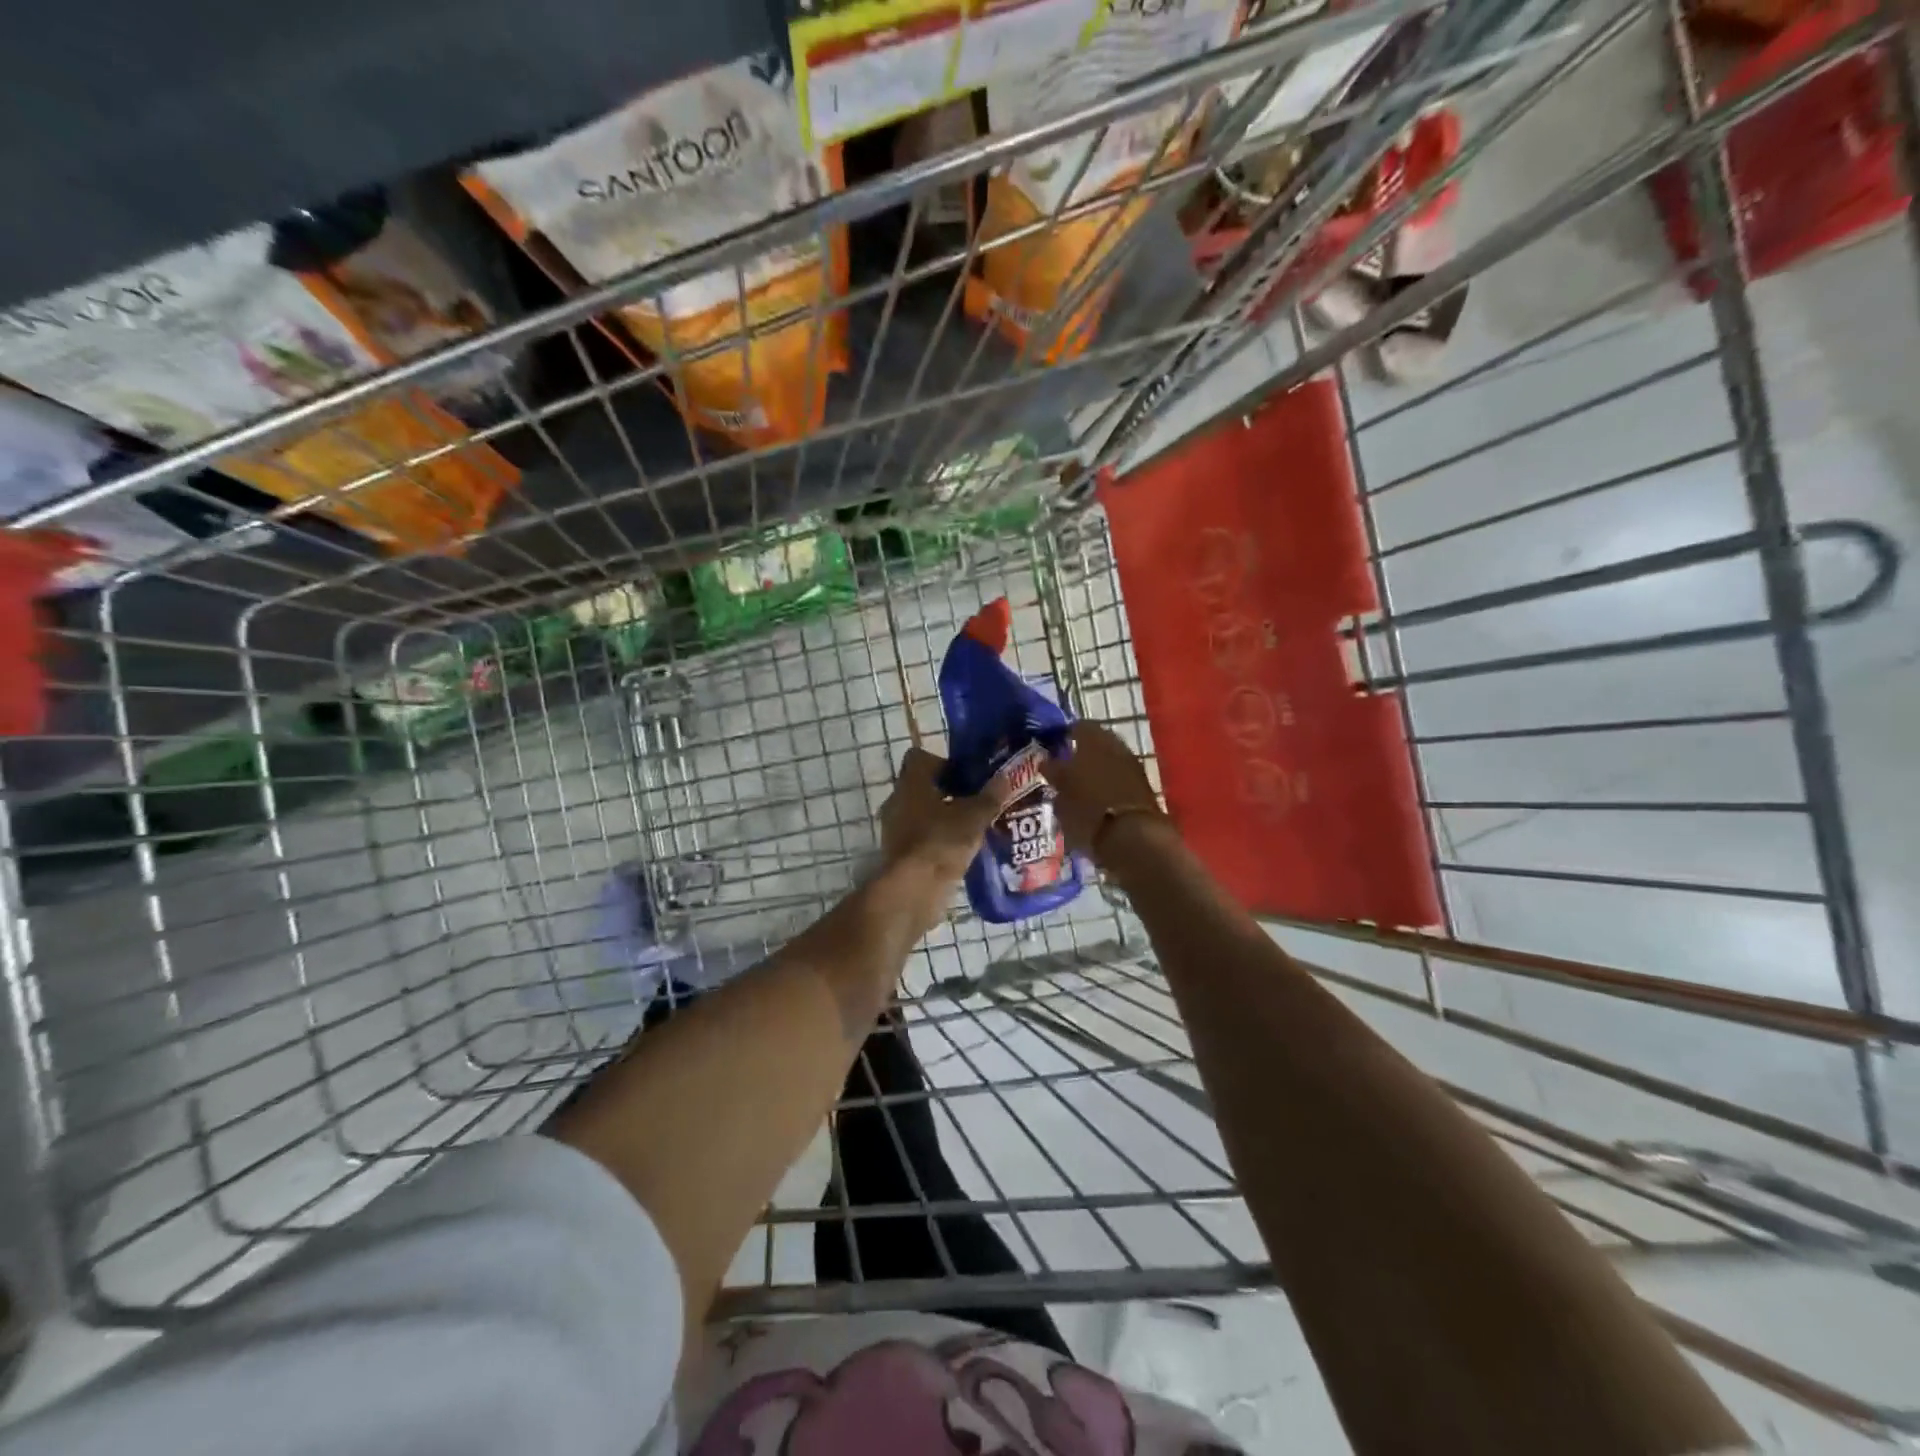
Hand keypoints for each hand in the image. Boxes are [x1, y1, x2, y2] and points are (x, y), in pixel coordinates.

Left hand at [877, 746, 1009, 885]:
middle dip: (948, 793)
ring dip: (942, 818)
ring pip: (921, 814)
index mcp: (911, 783)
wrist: (913, 890)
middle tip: (975, 802)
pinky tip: (960, 851)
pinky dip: (937, 841)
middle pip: (922, 787)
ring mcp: (894, 829)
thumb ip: (989, 796)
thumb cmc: (941, 841)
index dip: (943, 762)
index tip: (965, 776)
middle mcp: (897, 801)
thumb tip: (1005, 777)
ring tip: (972, 828)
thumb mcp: (974, 817)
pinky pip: (920, 838)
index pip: (919, 758)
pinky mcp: (898, 854)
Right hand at [1039, 721, 1164, 860]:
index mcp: (1093, 738)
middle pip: (1096, 743)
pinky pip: (1119, 779)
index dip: (1064, 736)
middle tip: (1064, 769)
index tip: (1052, 749)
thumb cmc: (1087, 809)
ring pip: (1109, 761)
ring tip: (1078, 788)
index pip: (1077, 727)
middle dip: (1081, 754)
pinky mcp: (1143, 787)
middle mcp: (1116, 745)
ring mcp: (1132, 765)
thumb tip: (1047, 762)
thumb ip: (1054, 772)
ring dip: (1096, 770)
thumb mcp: (1060, 791)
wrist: (1132, 837)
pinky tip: (1096, 800)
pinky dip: (1108, 785)